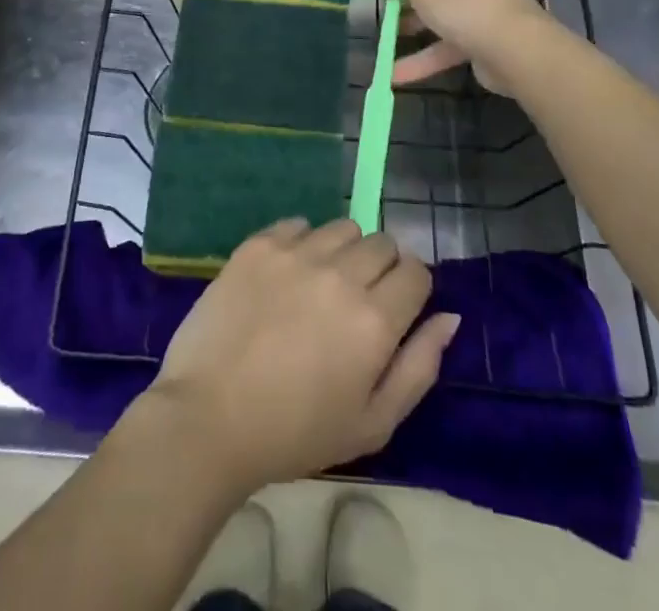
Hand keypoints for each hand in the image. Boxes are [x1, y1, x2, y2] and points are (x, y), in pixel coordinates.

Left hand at [139, 219, 460, 495]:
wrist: (209, 417)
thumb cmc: (295, 433)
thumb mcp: (373, 423)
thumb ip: (419, 367)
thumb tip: (450, 317)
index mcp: (375, 320)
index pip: (416, 272)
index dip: (412, 288)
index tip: (396, 308)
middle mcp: (341, 274)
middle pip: (382, 243)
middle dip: (381, 267)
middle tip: (357, 301)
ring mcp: (297, 253)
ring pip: (343, 227)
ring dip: (343, 250)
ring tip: (321, 285)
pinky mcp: (259, 244)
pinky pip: (298, 224)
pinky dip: (302, 242)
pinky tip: (287, 275)